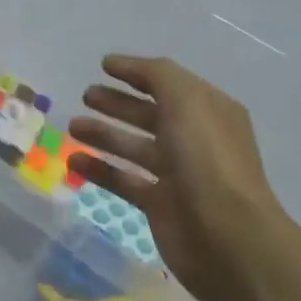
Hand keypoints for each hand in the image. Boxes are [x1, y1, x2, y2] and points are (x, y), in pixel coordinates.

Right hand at [68, 55, 289, 300]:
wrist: (227, 236)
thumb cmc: (207, 160)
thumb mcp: (186, 101)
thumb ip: (156, 76)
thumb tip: (123, 64)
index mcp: (208, 111)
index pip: (168, 83)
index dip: (137, 72)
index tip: (103, 65)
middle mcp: (194, 139)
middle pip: (150, 114)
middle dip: (118, 103)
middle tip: (85, 96)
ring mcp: (177, 174)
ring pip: (134, 147)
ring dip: (104, 134)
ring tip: (72, 127)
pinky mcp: (159, 204)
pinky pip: (124, 180)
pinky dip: (99, 170)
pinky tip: (73, 162)